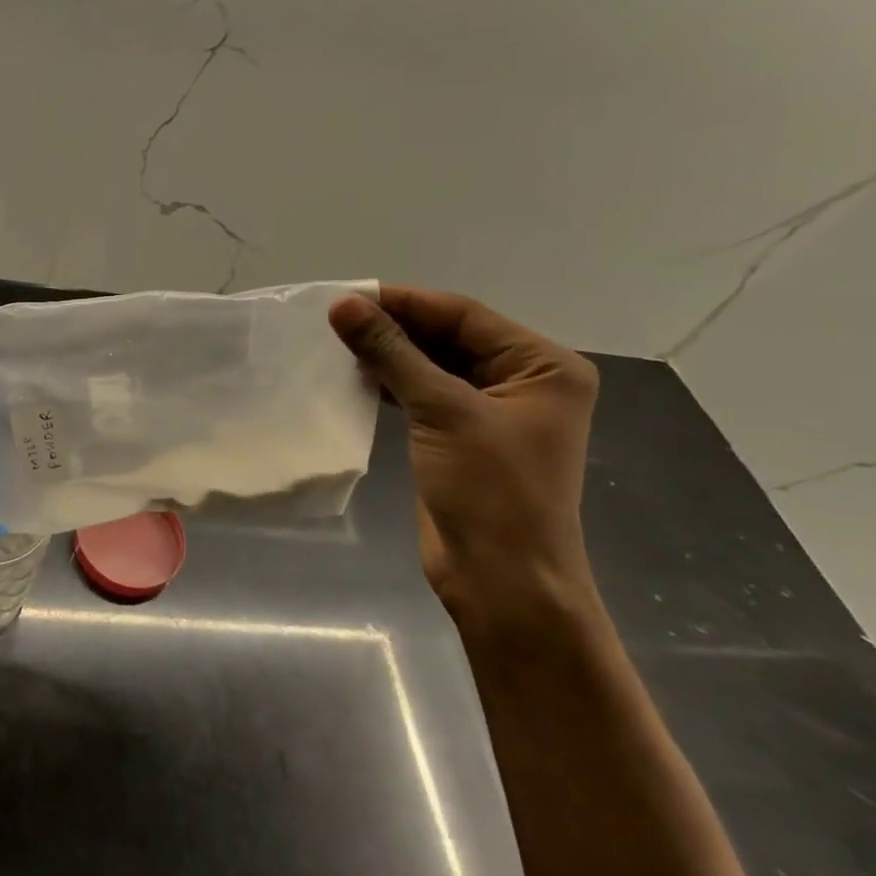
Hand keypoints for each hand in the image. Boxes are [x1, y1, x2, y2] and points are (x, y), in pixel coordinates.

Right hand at [330, 286, 601, 634]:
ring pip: (431, 365)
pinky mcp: (461, 436)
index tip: (346, 295)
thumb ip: (392, 353)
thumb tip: (343, 306)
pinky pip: (422, 394)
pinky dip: (390, 383)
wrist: (502, 580)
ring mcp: (491, 411)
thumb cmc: (490, 491)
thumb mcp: (442, 411)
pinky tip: (354, 376)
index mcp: (542, 366)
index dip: (403, 302)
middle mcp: (522, 381)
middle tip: (333, 319)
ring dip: (388, 355)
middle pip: (448, 336)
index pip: (463, 315)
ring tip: (336, 342)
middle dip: (393, 327)